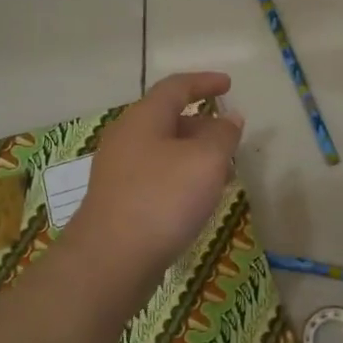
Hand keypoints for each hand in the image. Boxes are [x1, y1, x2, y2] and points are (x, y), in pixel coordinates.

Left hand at [69, 72, 244, 288]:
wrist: (111, 260)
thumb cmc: (162, 199)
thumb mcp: (206, 160)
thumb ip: (223, 135)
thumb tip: (229, 118)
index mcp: (143, 118)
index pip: (176, 87)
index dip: (204, 82)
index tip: (228, 85)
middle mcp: (126, 138)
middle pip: (168, 119)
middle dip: (203, 124)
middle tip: (231, 139)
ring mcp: (119, 171)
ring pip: (164, 151)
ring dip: (195, 155)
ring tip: (223, 173)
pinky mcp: (119, 200)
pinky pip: (157, 176)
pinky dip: (182, 177)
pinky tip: (197, 200)